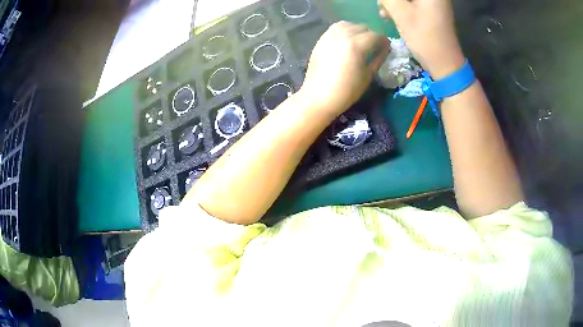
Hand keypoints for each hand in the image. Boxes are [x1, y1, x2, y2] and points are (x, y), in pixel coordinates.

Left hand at [299, 21, 390, 116]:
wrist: (319, 96)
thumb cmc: (347, 90)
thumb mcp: (368, 75)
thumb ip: (378, 58)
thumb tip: (386, 48)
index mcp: (356, 45)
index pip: (375, 35)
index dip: (383, 41)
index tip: (387, 47)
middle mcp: (343, 36)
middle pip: (362, 27)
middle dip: (371, 35)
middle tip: (374, 46)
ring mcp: (330, 36)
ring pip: (348, 24)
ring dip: (357, 30)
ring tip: (360, 41)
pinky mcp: (321, 39)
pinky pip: (335, 28)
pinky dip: (344, 30)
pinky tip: (347, 40)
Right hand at [378, 0, 464, 78]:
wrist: (445, 63)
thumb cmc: (425, 38)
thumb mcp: (402, 15)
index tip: (382, 3)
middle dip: (392, 0)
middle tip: (381, 6)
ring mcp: (434, 3)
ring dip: (395, 3)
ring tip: (384, 13)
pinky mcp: (432, 11)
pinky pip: (413, 4)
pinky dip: (402, 7)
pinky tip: (392, 15)